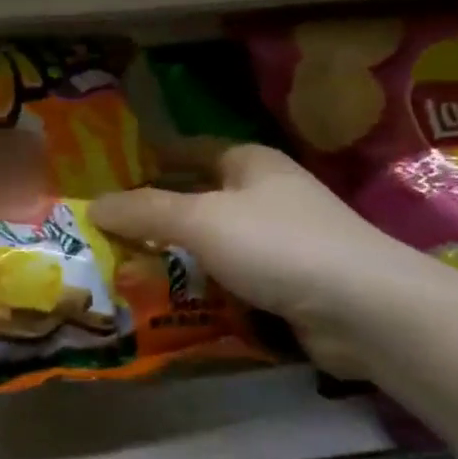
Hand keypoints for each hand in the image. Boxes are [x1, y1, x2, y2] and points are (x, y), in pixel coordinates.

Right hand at [91, 144, 422, 376]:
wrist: (364, 308)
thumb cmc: (278, 244)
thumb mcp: (201, 219)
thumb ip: (145, 211)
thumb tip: (93, 205)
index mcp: (250, 163)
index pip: (191, 150)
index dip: (154, 158)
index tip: (111, 174)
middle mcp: (267, 195)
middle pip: (201, 199)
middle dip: (159, 216)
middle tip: (108, 231)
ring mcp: (283, 241)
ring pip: (216, 244)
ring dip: (179, 257)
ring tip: (128, 270)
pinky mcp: (291, 284)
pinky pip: (234, 280)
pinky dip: (206, 289)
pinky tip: (173, 303)